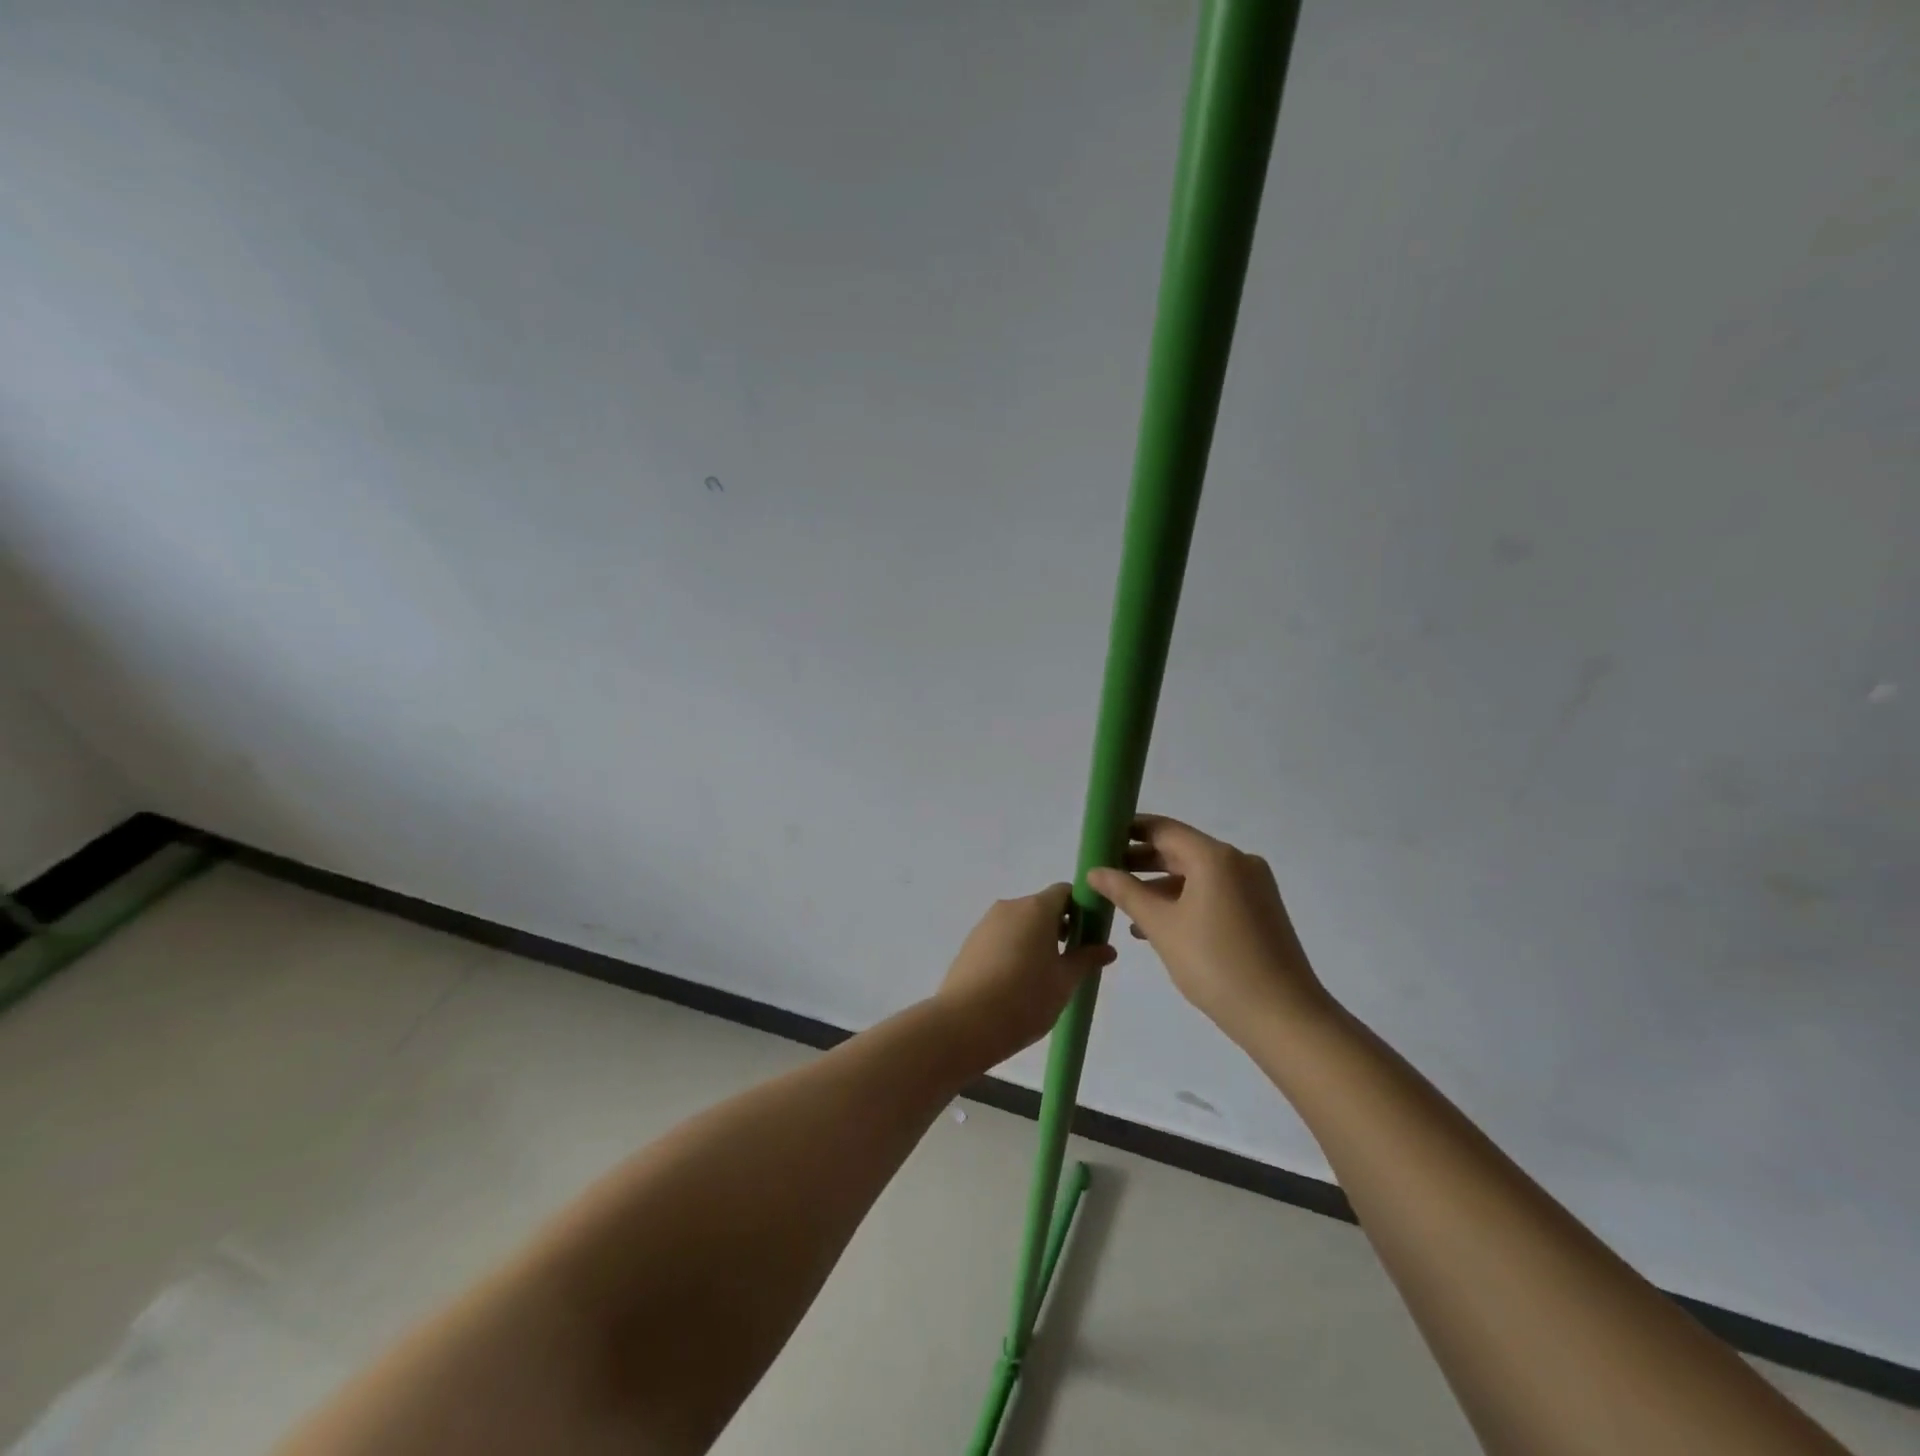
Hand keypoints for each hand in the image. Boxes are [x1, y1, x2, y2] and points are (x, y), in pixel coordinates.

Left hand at [935, 884, 1115, 1066]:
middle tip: (1069, 962)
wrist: (965, 1022)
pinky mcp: (970, 943)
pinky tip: (1015, 984)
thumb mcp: (1065, 981)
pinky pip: (1000, 938)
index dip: (1080, 909)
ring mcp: (985, 924)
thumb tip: (1107, 949)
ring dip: (1034, 941)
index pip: (1064, 892)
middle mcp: (1009, 907)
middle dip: (1058, 928)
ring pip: (1019, 924)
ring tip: (1042, 978)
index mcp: (1036, 908)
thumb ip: (1086, 960)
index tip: (1088, 935)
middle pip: (1040, 907)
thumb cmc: (1025, 997)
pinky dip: (1013, 951)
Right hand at [1087, 815, 1330, 1041]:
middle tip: (1104, 872)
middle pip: (1180, 849)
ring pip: (1195, 874)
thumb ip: (1125, 893)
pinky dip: (1183, 901)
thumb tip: (1094, 871)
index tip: (1099, 839)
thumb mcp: (1162, 926)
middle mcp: (1237, 862)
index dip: (1129, 830)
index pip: (1164, 829)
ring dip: (1159, 885)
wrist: (1284, 1017)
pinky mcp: (1258, 910)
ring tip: (1123, 903)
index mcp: (1215, 857)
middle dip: (1141, 860)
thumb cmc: (1216, 964)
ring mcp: (1252, 886)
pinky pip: (1212, 893)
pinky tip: (1155, 925)